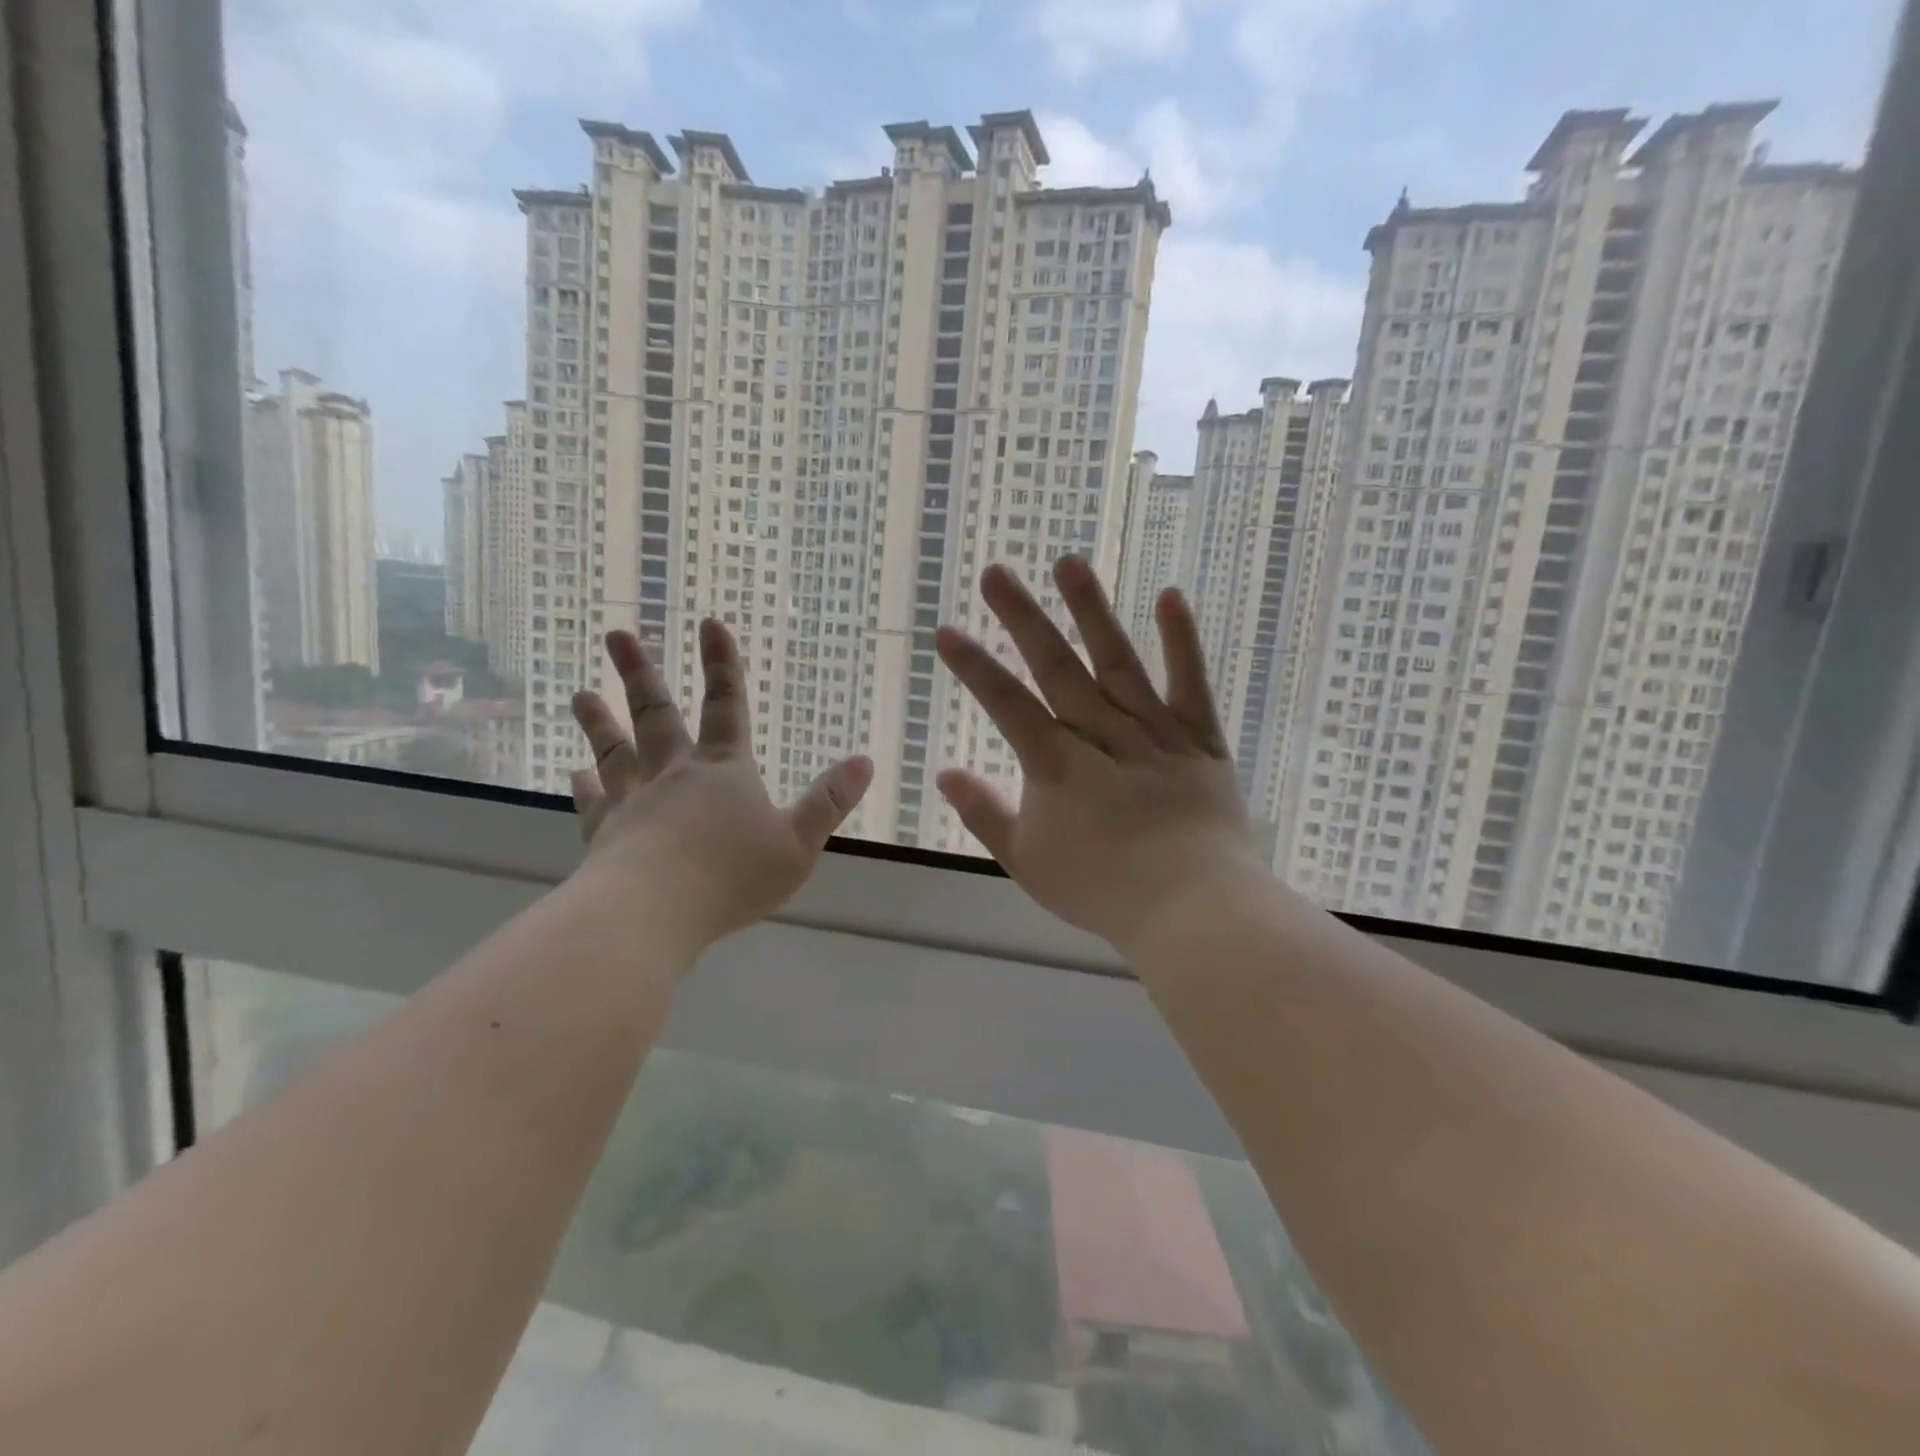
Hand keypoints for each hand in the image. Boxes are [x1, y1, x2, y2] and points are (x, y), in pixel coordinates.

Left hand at [569, 619, 872, 958]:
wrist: (651, 912)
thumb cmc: (732, 876)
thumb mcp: (798, 844)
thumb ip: (829, 801)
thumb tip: (864, 761)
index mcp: (724, 771)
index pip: (726, 706)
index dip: (722, 665)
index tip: (709, 623)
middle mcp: (675, 774)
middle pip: (656, 714)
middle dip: (640, 672)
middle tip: (618, 634)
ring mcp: (634, 801)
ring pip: (615, 750)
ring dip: (599, 720)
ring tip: (581, 693)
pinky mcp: (605, 834)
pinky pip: (593, 802)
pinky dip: (585, 786)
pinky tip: (575, 774)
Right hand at [935, 556, 1266, 951]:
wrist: (1194, 909)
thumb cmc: (1103, 890)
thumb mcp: (1028, 862)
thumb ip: (985, 814)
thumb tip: (945, 773)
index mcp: (1057, 765)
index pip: (1006, 704)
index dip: (974, 667)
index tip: (947, 630)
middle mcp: (1102, 734)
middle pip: (1056, 668)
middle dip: (1022, 619)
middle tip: (996, 572)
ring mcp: (1155, 731)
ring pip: (1117, 662)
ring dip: (1091, 611)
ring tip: (1068, 562)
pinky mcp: (1200, 738)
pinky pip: (1191, 684)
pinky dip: (1182, 641)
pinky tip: (1170, 596)